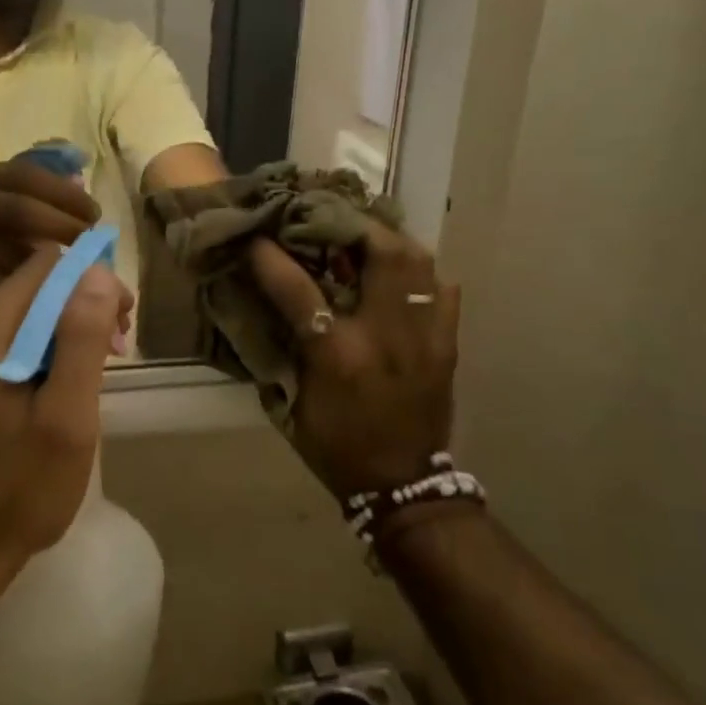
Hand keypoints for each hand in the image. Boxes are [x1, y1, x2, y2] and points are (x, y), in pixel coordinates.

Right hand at [0, 161, 101, 304]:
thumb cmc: (0, 225)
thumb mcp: (23, 197)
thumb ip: (54, 190)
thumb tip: (82, 183)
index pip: (31, 176)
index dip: (67, 196)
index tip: (95, 217)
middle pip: (19, 211)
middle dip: (61, 229)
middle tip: (89, 248)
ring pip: (6, 252)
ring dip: (45, 267)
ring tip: (75, 275)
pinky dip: (21, 293)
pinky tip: (45, 298)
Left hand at [0, 246, 130, 633]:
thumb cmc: (15, 492)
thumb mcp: (65, 418)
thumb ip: (80, 338)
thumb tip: (95, 271)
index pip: (47, 264)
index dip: (93, 281)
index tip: (122, 323)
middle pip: (31, 287)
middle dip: (80, 307)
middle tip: (116, 351)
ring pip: (18, 315)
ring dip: (60, 333)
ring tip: (91, 376)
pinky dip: (34, 352)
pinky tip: (54, 391)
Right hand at [249, 226, 459, 499]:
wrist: (403, 487)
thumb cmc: (337, 447)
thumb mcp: (294, 403)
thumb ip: (283, 349)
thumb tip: (266, 303)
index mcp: (338, 356)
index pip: (299, 290)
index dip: (272, 258)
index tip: (257, 238)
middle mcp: (385, 336)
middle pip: (383, 254)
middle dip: (354, 226)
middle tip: (330, 218)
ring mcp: (424, 338)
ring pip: (419, 264)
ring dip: (389, 242)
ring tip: (365, 237)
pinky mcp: (448, 346)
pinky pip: (444, 292)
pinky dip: (423, 274)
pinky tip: (403, 275)